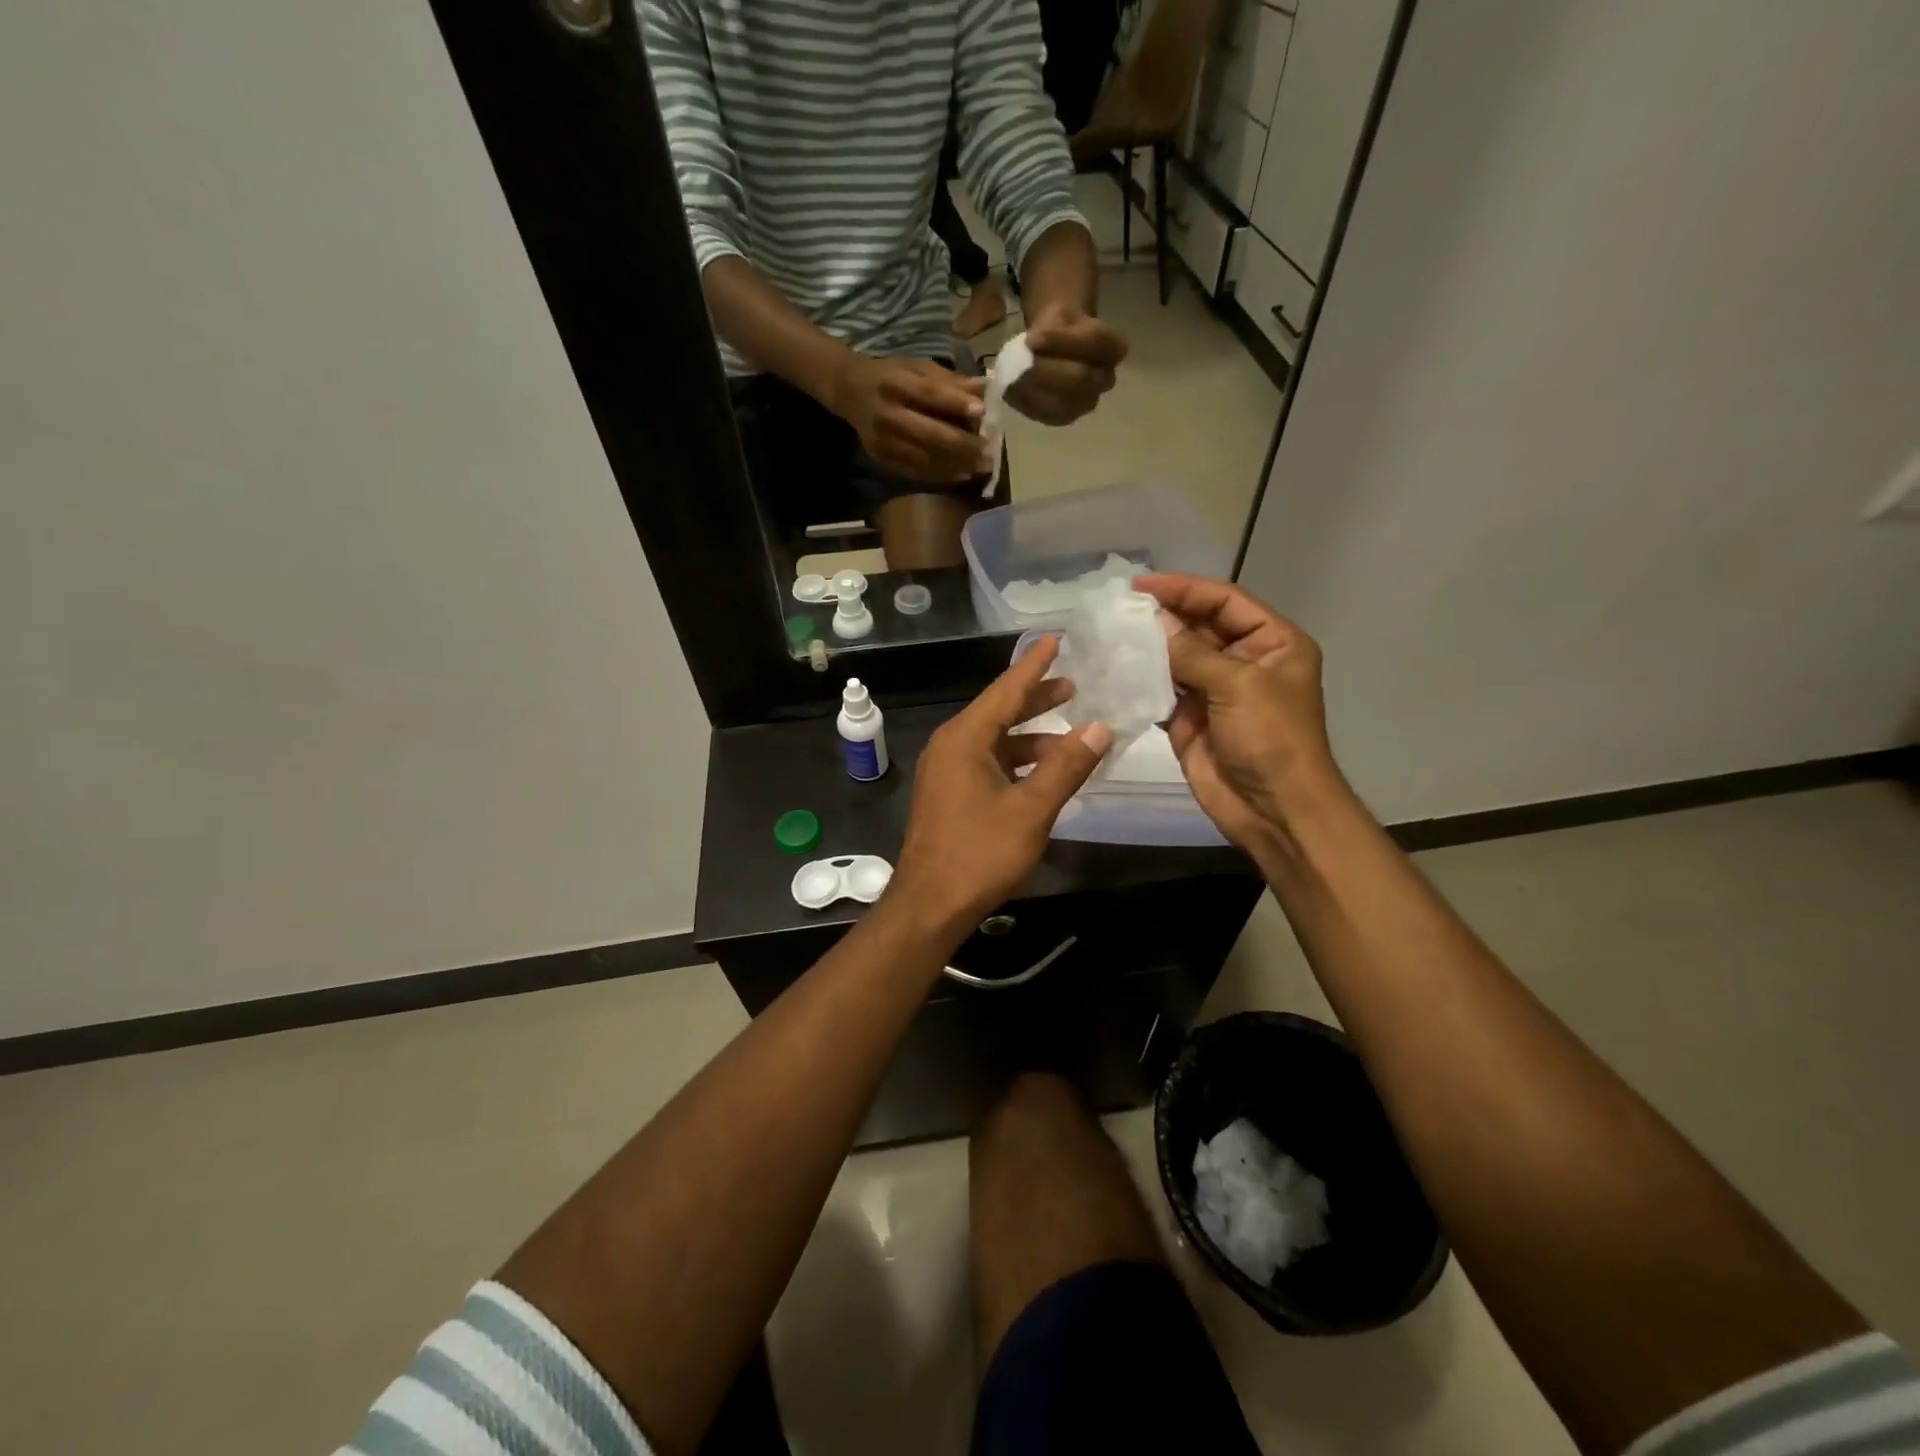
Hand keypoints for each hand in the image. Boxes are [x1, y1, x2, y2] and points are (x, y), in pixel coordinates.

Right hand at [828, 354, 989, 483]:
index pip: (929, 395)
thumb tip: (986, 390)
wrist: (849, 391)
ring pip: (924, 459)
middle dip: (962, 446)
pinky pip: (916, 472)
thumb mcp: (917, 368)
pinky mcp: (882, 459)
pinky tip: (961, 474)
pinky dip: (941, 475)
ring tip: (981, 467)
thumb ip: (950, 381)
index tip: (983, 412)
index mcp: (896, 383)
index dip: (956, 404)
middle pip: (929, 434)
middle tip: (989, 453)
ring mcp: (883, 441)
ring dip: (956, 465)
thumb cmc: (891, 376)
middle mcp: (887, 414)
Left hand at [890, 637, 1113, 931]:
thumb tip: (1100, 727)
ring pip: (994, 740)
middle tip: (1073, 686)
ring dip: (1030, 736)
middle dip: (1035, 699)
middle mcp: (951, 746)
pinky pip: (987, 763)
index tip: (1055, 639)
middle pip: (998, 711)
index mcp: (965, 738)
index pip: (1005, 690)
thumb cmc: (979, 853)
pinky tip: (1043, 772)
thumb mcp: (1031, 809)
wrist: (930, 904)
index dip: (1033, 665)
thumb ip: (1066, 766)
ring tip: (1069, 735)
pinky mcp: (948, 794)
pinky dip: (1016, 761)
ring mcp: (946, 771)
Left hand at [1006, 304, 1127, 425]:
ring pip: (1062, 403)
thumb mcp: (1059, 315)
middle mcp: (1106, 380)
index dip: (1061, 341)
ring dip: (1033, 391)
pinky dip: (1025, 403)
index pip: (1094, 343)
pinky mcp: (1065, 419)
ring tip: (1012, 376)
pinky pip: (1045, 415)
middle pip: (1080, 379)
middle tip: (1019, 363)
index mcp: (1113, 348)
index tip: (1031, 338)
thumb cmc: (1061, 328)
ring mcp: (1087, 403)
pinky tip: (1011, 390)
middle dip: (1045, 371)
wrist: (1058, 348)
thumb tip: (1030, 347)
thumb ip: (1050, 329)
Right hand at [1135, 574, 1340, 858]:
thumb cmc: (1271, 738)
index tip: (1142, 585)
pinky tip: (1113, 669)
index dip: (1185, 589)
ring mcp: (1214, 690)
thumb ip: (1193, 652)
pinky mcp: (1189, 718)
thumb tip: (1153, 620)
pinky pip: (1161, 690)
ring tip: (1109, 632)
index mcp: (1271, 642)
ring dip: (1147, 646)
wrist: (1273, 808)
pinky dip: (1140, 680)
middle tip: (1117, 608)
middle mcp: (1243, 660)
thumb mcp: (1238, 685)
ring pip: (1176, 657)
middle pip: (1198, 625)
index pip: (1225, 601)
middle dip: (1162, 616)